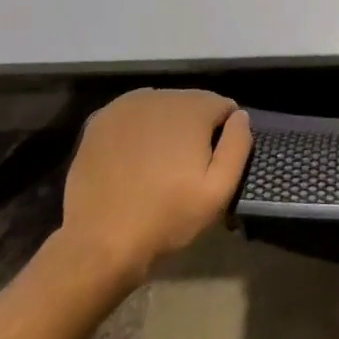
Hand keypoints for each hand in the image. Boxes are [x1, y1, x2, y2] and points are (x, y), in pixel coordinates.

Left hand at [55, 89, 251, 283]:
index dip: (223, 136)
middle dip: (193, 129)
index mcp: (193, 107)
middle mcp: (161, 95)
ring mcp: (126, 105)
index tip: (210, 165)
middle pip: (191, 104)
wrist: (98, 243)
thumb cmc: (166, 218)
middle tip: (183, 169)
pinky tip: (131, 160)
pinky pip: (131, 117)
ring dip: (165, 128)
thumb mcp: (218, 191)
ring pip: (161, 108)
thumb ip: (238, 146)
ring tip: (156, 166)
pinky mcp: (99, 120)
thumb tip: (239, 116)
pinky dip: (137, 131)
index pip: (223, 107)